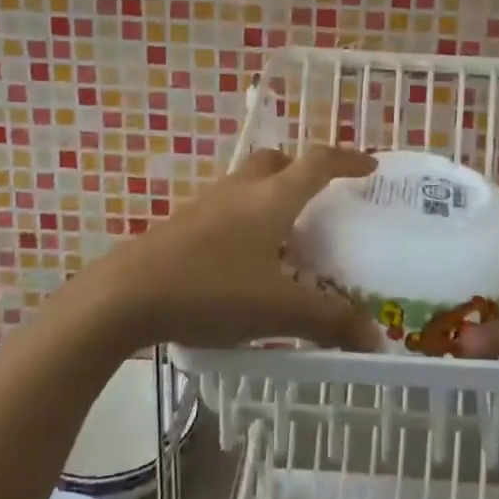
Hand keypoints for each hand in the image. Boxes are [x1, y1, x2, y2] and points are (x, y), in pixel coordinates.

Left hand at [91, 148, 381, 352]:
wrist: (124, 297)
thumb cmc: (211, 290)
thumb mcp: (278, 310)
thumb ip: (329, 322)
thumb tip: (375, 338)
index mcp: (272, 198)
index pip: (318, 163)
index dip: (348, 160)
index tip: (370, 166)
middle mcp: (240, 190)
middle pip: (277, 161)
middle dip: (302, 171)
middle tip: (319, 198)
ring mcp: (206, 205)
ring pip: (247, 184)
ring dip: (270, 196)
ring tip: (285, 236)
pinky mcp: (181, 225)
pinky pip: (225, 208)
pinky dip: (245, 220)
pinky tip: (244, 261)